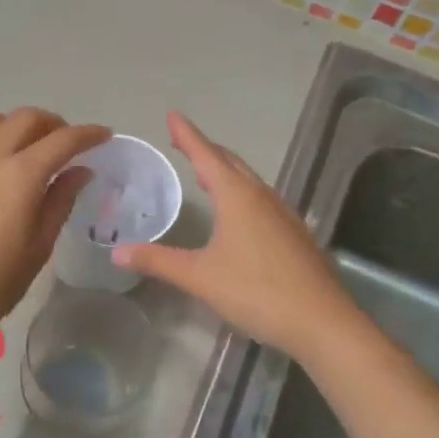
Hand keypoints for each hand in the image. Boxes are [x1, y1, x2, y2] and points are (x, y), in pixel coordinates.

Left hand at [0, 108, 109, 339]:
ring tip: (26, 145)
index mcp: (20, 176)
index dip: (87, 134)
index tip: (104, 135)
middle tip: (67, 142)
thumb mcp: (38, 247)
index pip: (62, 140)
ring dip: (14, 123)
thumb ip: (60, 202)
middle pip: (25, 118)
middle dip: (53, 123)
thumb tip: (79, 171)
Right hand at [115, 112, 357, 361]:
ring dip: (225, 171)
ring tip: (205, 172)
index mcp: (238, 197)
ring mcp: (283, 215)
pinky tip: (238, 212)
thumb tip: (117, 252)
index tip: (173, 115)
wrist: (321, 321)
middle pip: (231, 163)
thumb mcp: (199, 277)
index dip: (187, 135)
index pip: (206, 155)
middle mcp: (262, 197)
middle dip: (205, 149)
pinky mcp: (294, 235)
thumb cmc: (256, 291)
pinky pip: (261, 200)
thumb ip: (158, 261)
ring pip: (249, 181)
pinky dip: (241, 192)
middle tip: (182, 141)